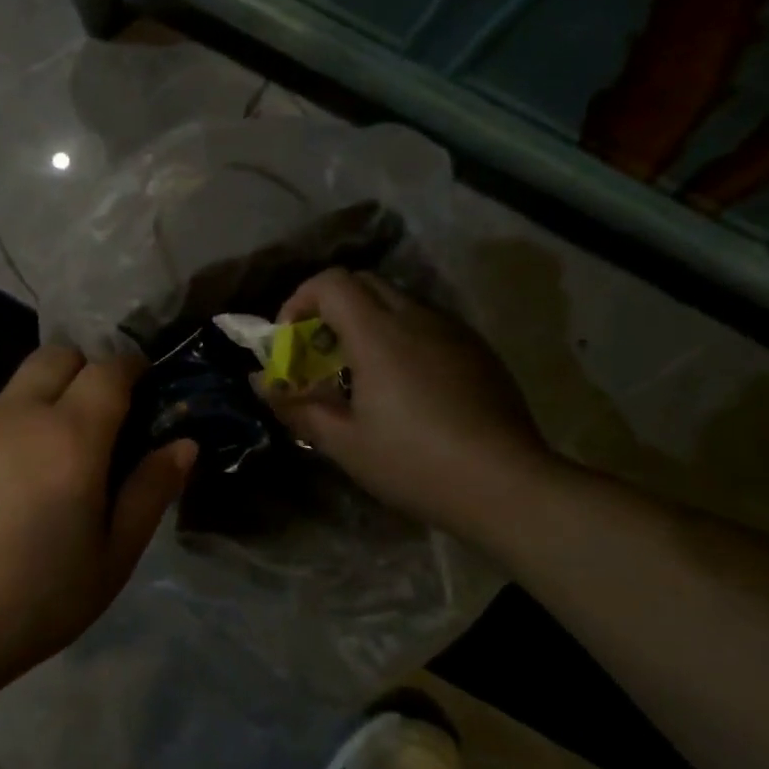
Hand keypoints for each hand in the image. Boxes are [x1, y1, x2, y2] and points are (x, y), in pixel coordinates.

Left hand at [0, 346, 195, 692]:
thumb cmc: (31, 604)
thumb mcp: (110, 560)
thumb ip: (150, 492)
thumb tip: (183, 443)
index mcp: (70, 438)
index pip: (109, 368)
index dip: (130, 367)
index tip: (140, 385)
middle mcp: (16, 414)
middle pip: (56, 356)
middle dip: (83, 371)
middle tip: (90, 423)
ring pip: (12, 394)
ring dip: (34, 413)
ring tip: (30, 479)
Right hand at [264, 268, 554, 535]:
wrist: (508, 486)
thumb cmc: (415, 463)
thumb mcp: (344, 443)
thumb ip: (297, 405)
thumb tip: (261, 382)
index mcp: (379, 333)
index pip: (331, 282)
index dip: (299, 300)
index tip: (291, 340)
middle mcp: (417, 317)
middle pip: (363, 283)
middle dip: (330, 308)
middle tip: (320, 353)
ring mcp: (453, 331)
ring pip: (398, 301)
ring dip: (367, 322)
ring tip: (361, 373)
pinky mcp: (477, 350)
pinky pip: (428, 324)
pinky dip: (402, 336)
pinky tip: (407, 387)